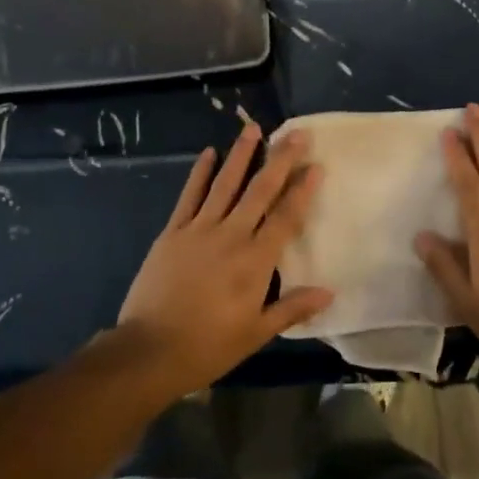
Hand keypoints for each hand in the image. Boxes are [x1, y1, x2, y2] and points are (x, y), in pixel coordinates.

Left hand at [115, 124, 332, 398]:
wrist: (150, 350)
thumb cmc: (208, 346)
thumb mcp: (255, 333)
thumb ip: (292, 309)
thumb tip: (329, 293)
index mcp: (255, 261)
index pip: (286, 217)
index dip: (302, 190)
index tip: (316, 165)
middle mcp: (231, 236)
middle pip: (260, 191)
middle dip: (280, 160)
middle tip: (296, 134)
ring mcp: (199, 230)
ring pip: (225, 184)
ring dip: (241, 155)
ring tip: (253, 128)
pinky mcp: (173, 232)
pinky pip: (189, 196)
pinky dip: (200, 173)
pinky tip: (208, 152)